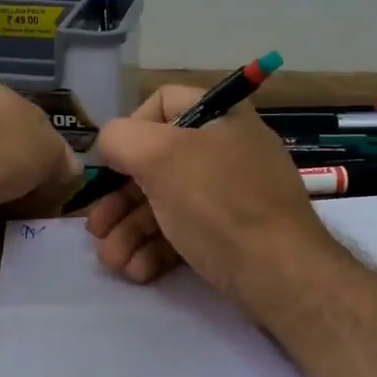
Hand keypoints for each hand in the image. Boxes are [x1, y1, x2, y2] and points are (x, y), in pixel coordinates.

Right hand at [85, 85, 337, 300]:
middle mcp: (226, 149)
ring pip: (165, 203)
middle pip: (156, 163)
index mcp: (219, 117)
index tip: (113, 164)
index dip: (130, 129)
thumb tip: (110, 145)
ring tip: (112, 262)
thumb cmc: (218, 203)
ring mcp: (231, 194)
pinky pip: (185, 232)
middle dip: (119, 200)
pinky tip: (138, 272)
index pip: (163, 102)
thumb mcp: (160, 157)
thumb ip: (121, 138)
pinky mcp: (231, 234)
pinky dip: (156, 249)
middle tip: (96, 230)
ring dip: (130, 232)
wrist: (280, 273)